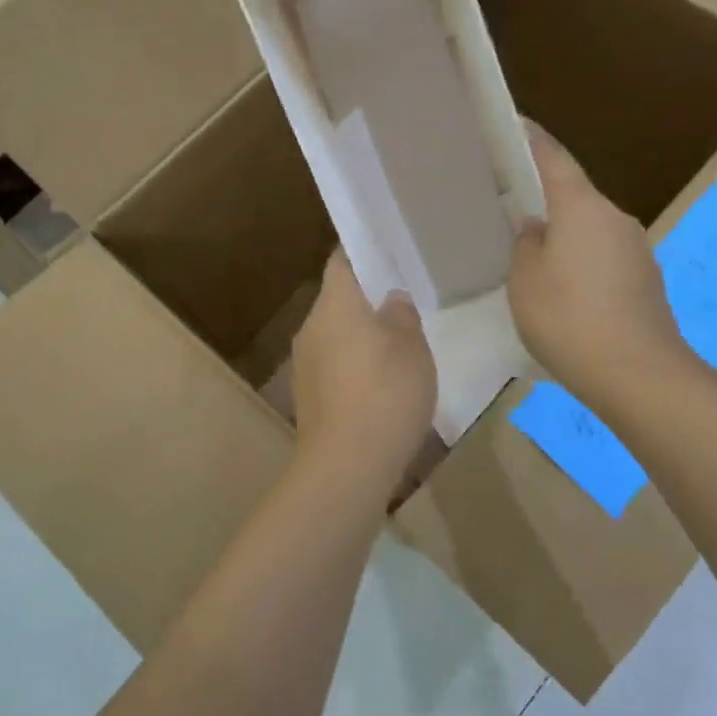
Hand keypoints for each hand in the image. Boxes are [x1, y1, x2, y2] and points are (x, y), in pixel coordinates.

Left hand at [291, 251, 436, 488]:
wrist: (347, 464)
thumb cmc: (386, 392)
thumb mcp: (412, 347)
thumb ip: (402, 314)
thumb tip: (391, 299)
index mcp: (335, 303)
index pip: (342, 261)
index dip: (362, 251)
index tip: (386, 250)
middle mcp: (311, 327)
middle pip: (338, 299)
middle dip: (366, 298)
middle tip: (401, 300)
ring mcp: (304, 363)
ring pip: (335, 334)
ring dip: (360, 334)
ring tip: (396, 344)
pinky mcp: (308, 395)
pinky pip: (333, 365)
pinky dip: (354, 364)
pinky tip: (380, 383)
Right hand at [509, 122, 689, 411]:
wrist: (637, 373)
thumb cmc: (568, 317)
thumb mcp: (525, 279)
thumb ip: (525, 243)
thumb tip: (536, 228)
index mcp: (582, 207)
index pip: (554, 158)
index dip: (533, 139)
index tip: (515, 123)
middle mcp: (614, 218)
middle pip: (575, 195)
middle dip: (546, 197)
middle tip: (511, 205)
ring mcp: (636, 249)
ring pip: (590, 229)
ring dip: (565, 235)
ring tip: (534, 256)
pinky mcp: (645, 280)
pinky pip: (604, 257)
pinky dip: (582, 262)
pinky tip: (565, 290)